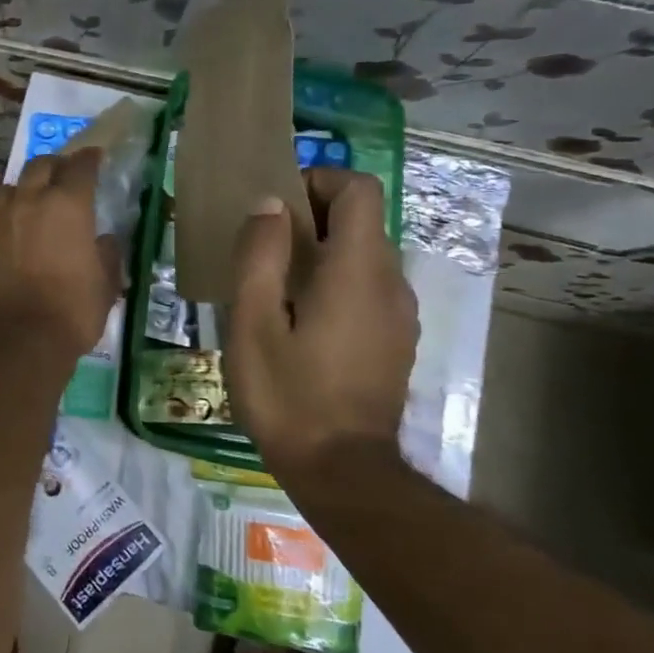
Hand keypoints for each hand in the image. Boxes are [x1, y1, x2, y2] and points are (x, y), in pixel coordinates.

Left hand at [0, 148, 119, 358]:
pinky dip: (4, 208)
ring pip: (10, 183)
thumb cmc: (71, 311)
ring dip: (25, 184)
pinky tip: (10, 222)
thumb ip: (107, 254)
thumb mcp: (105, 285)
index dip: (90, 158)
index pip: (81, 167)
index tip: (96, 157)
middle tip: (65, 175)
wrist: (16, 338)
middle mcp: (30, 200)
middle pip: (41, 165)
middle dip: (56, 165)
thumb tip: (103, 240)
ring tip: (32, 197)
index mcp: (68, 205)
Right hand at [226, 170, 418, 472]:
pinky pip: (369, 287)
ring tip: (275, 286)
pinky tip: (301, 320)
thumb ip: (260, 255)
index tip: (277, 208)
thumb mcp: (253, 322)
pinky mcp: (397, 340)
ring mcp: (400, 313)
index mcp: (357, 269)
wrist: (343, 472)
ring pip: (364, 255)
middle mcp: (390, 281)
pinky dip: (337, 281)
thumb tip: (269, 204)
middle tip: (263, 248)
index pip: (358, 188)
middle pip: (361, 219)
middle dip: (312, 217)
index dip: (318, 180)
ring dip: (323, 251)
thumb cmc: (289, 394)